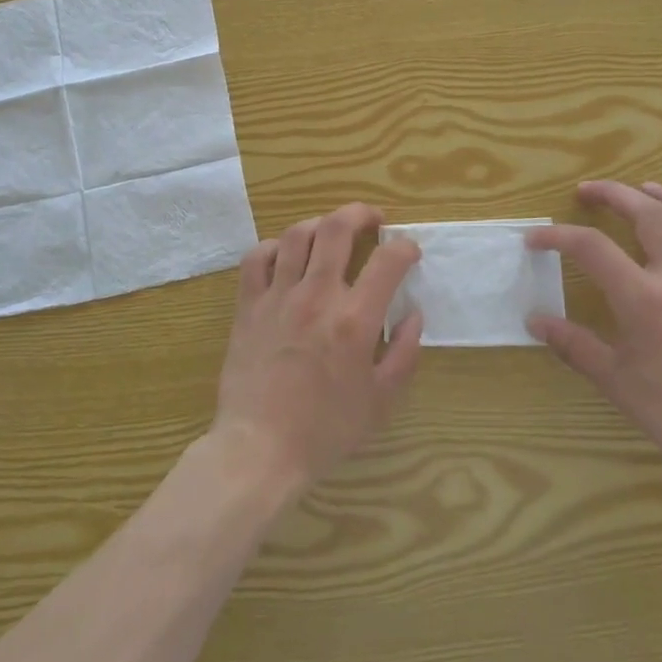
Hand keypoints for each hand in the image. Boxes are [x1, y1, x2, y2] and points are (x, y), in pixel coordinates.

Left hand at [211, 203, 423, 493]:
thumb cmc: (325, 430)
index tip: (409, 251)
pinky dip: (274, 247)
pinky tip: (285, 256)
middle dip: (360, 214)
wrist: (259, 448)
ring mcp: (277, 296)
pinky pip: (257, 257)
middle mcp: (316, 296)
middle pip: (337, 229)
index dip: (404, 247)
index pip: (387, 261)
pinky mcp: (248, 305)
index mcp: (354, 320)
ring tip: (331, 233)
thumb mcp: (380, 402)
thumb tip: (413, 314)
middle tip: (372, 220)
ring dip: (319, 224)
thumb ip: (404, 353)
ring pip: (296, 235)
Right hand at [527, 181, 661, 467]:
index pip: (591, 248)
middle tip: (589, 191)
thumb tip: (535, 322)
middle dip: (614, 194)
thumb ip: (573, 345)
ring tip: (647, 188)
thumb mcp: (615, 382)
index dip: (558, 236)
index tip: (535, 240)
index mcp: (644, 299)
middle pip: (648, 215)